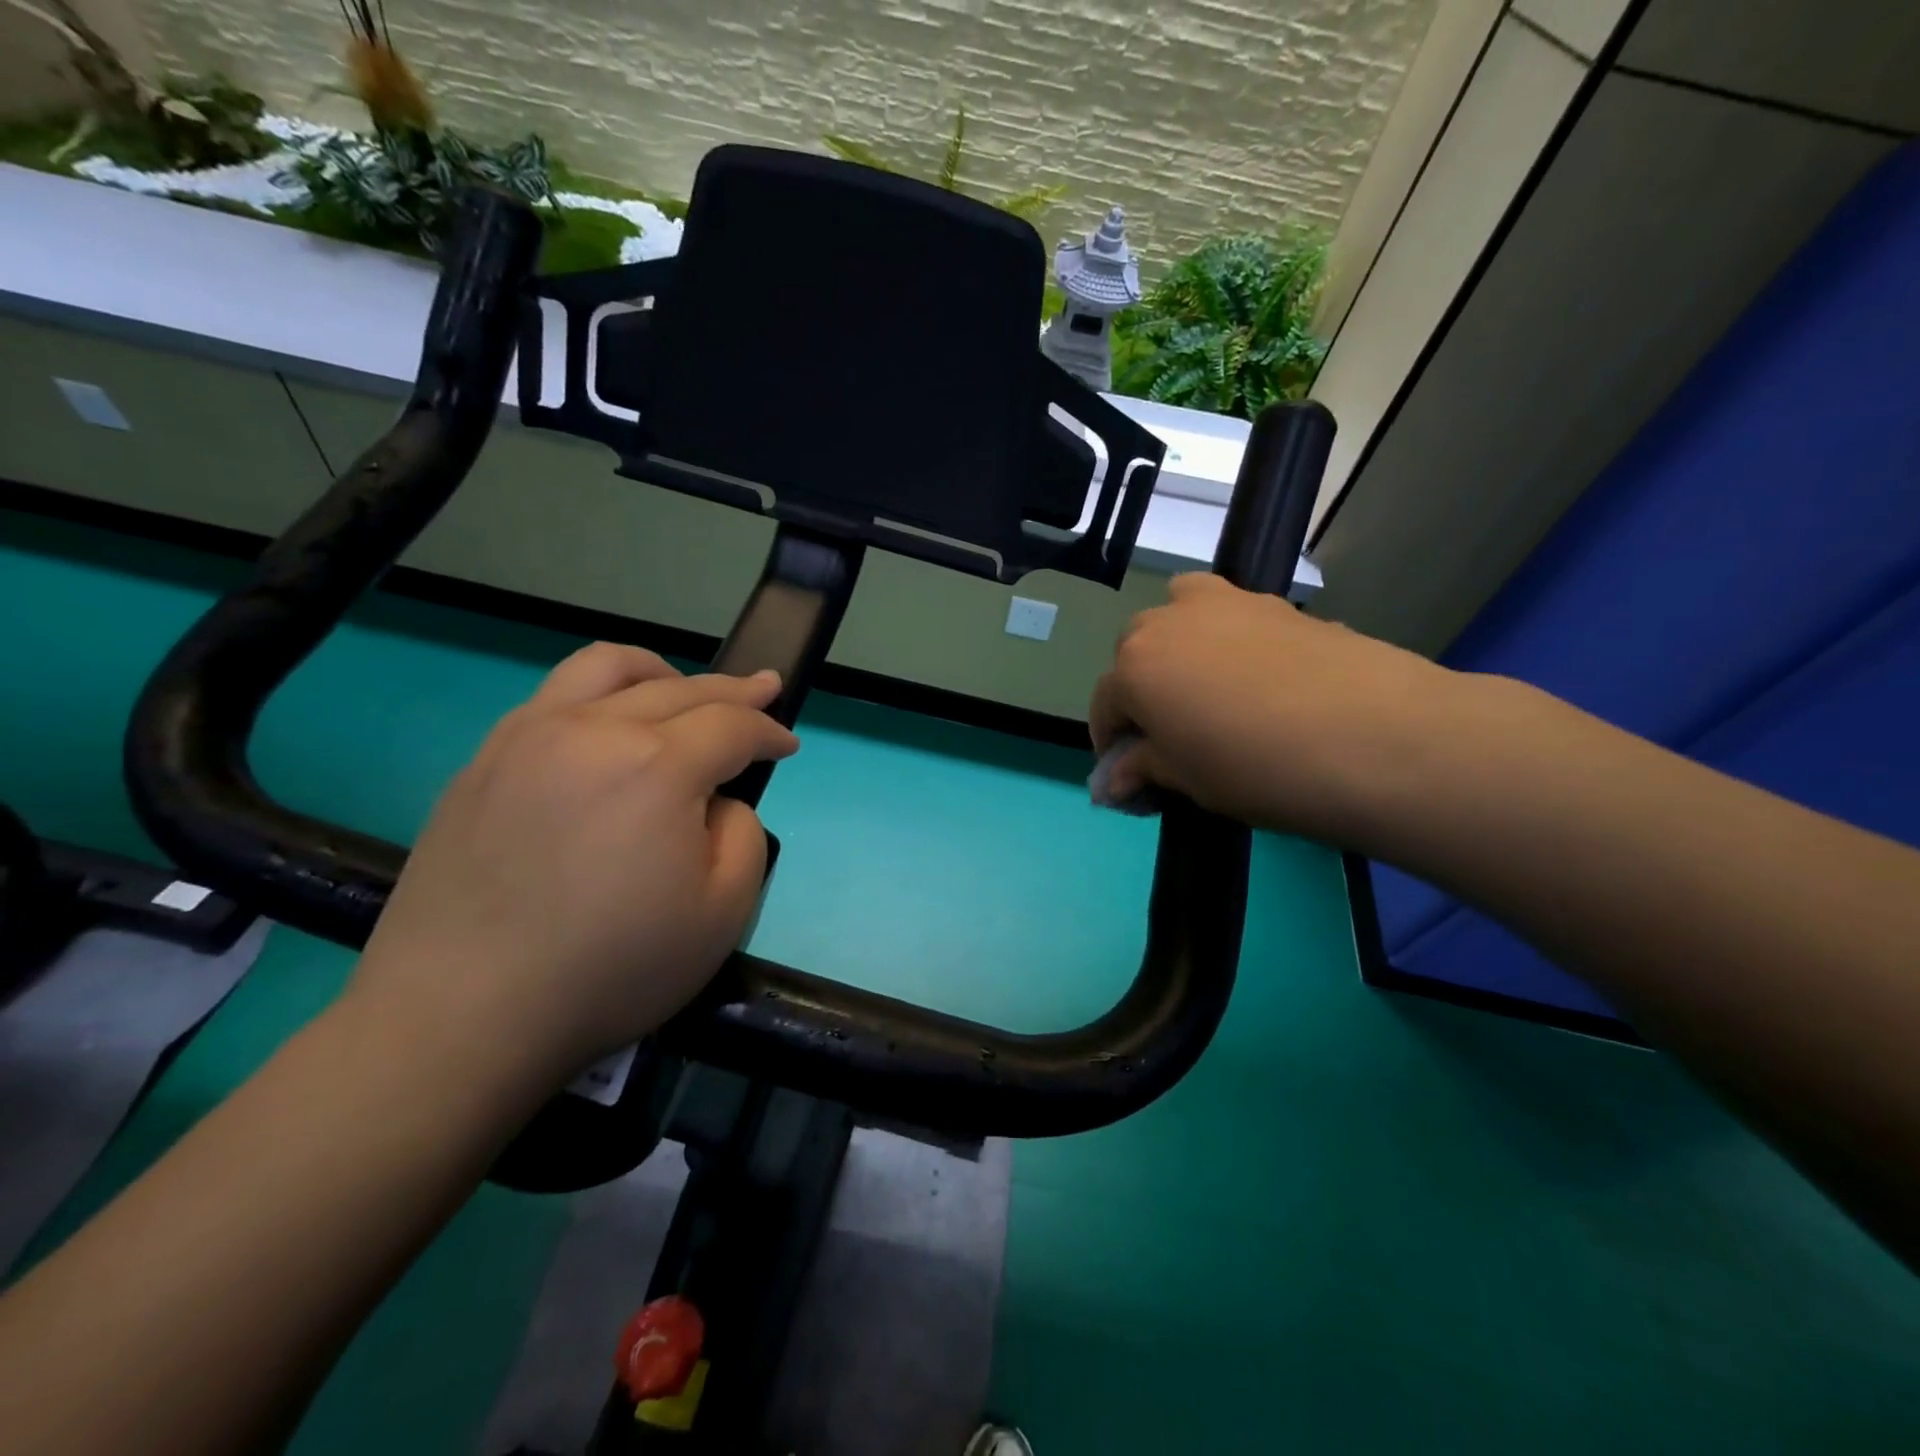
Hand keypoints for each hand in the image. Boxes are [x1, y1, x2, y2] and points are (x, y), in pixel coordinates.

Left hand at [347, 643, 797, 1092]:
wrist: (462, 1016)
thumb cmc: (611, 970)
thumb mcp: (722, 913)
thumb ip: (742, 834)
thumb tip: (715, 802)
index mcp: (658, 767)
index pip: (732, 725)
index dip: (769, 731)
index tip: (787, 746)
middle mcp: (593, 731)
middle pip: (680, 688)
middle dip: (734, 691)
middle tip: (765, 689)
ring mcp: (528, 738)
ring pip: (606, 668)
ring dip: (661, 672)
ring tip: (682, 688)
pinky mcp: (483, 761)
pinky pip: (553, 698)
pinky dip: (601, 695)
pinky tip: (608, 727)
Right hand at [1090, 574, 1464, 846]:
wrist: (1376, 738)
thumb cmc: (1258, 769)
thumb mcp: (1188, 781)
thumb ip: (1143, 769)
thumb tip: (1114, 781)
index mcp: (1135, 667)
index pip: (1104, 704)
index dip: (1110, 742)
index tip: (1128, 774)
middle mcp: (1170, 621)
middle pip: (1136, 650)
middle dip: (1141, 688)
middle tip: (1170, 732)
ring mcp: (1228, 603)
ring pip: (1181, 613)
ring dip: (1179, 645)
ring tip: (1208, 689)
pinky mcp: (1279, 603)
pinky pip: (1233, 616)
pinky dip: (1229, 640)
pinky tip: (1262, 682)